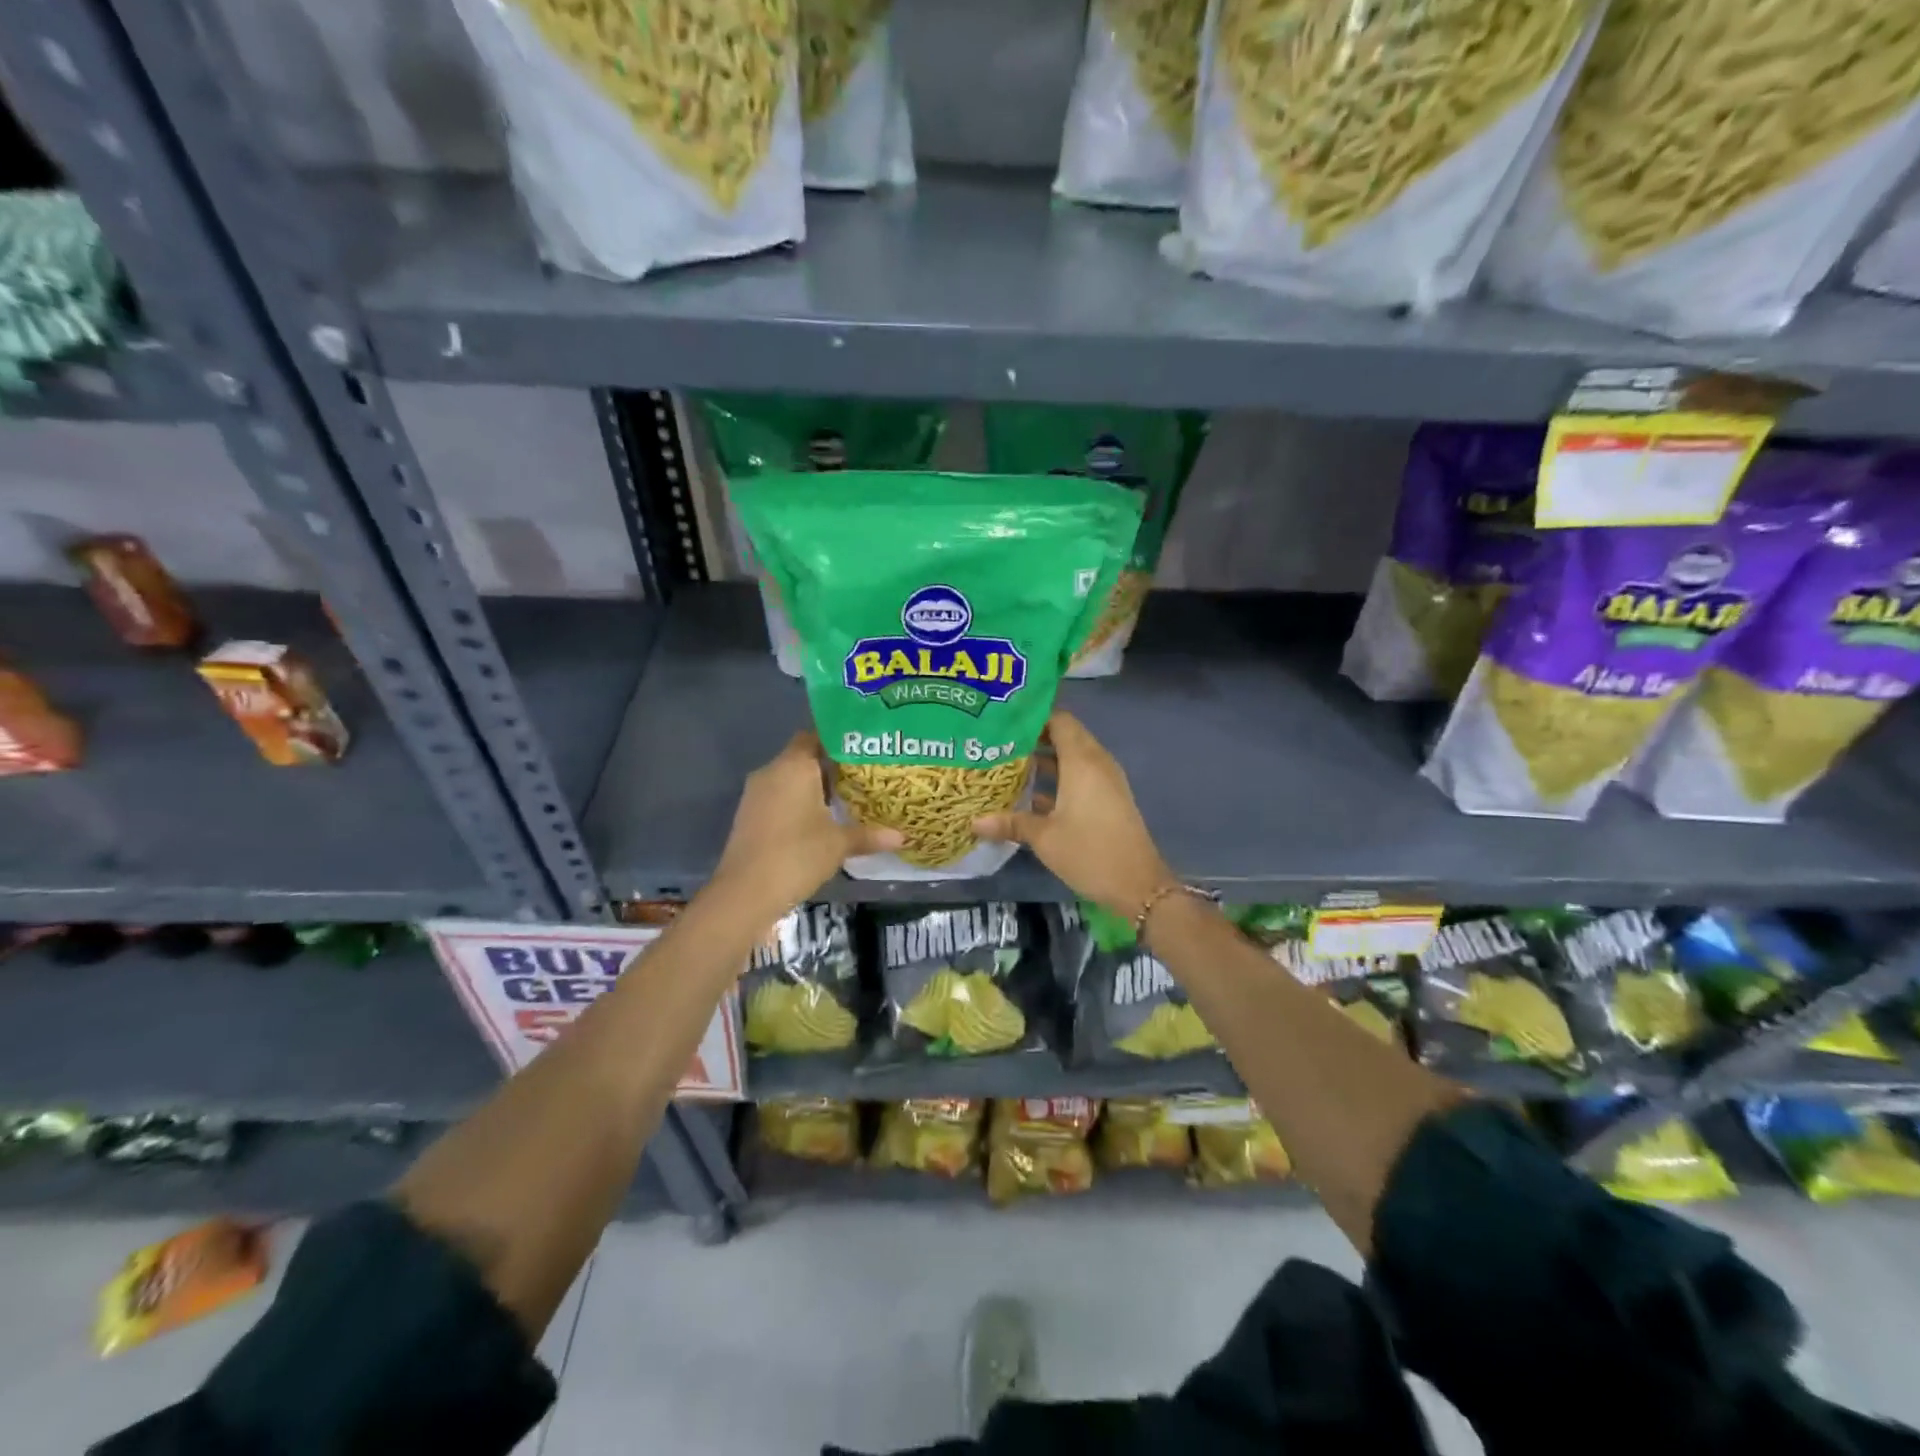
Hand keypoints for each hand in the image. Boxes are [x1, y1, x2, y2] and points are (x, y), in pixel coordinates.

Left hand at [711, 730, 902, 918]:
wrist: (745, 893)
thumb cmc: (797, 856)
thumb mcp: (839, 844)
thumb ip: (870, 835)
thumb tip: (903, 837)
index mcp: (794, 766)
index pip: (815, 736)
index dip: (839, 740)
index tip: (864, 748)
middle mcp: (772, 772)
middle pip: (803, 757)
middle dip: (831, 765)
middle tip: (864, 774)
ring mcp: (756, 794)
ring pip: (790, 779)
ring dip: (814, 786)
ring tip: (847, 797)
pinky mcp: (750, 816)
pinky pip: (779, 797)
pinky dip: (798, 802)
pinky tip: (821, 819)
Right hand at [972, 710, 1173, 918]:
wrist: (1138, 885)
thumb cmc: (1089, 853)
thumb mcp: (1044, 838)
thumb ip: (1010, 823)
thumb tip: (974, 821)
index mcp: (1082, 761)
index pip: (1059, 720)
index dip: (1033, 716)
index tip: (1003, 720)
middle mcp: (1096, 763)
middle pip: (1064, 735)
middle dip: (1034, 736)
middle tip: (999, 740)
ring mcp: (1105, 781)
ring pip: (1072, 757)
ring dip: (1045, 758)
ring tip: (1008, 762)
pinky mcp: (1108, 798)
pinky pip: (1080, 775)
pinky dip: (1058, 777)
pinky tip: (1030, 791)